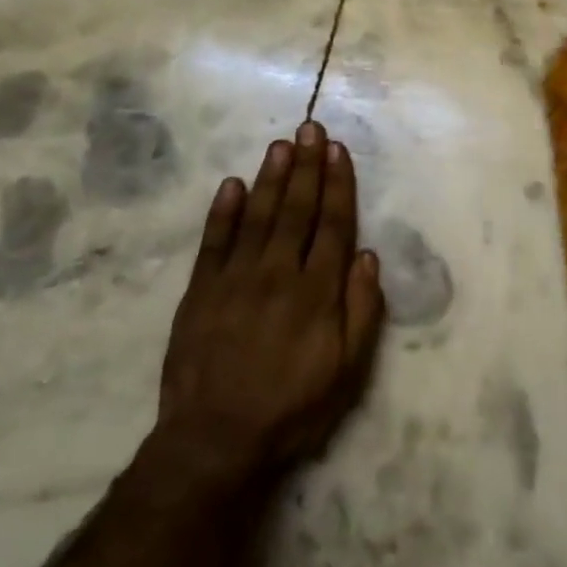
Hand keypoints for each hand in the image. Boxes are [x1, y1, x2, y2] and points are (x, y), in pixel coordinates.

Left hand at [152, 122, 385, 485]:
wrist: (215, 439)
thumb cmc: (293, 407)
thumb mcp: (347, 370)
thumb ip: (361, 311)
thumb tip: (367, 257)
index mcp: (316, 292)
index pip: (332, 226)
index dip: (338, 186)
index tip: (339, 151)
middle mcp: (277, 274)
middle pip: (296, 210)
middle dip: (307, 167)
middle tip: (311, 128)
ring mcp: (234, 279)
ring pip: (258, 217)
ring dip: (272, 178)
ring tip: (282, 144)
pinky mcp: (200, 292)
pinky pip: (213, 242)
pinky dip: (224, 211)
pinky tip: (233, 185)